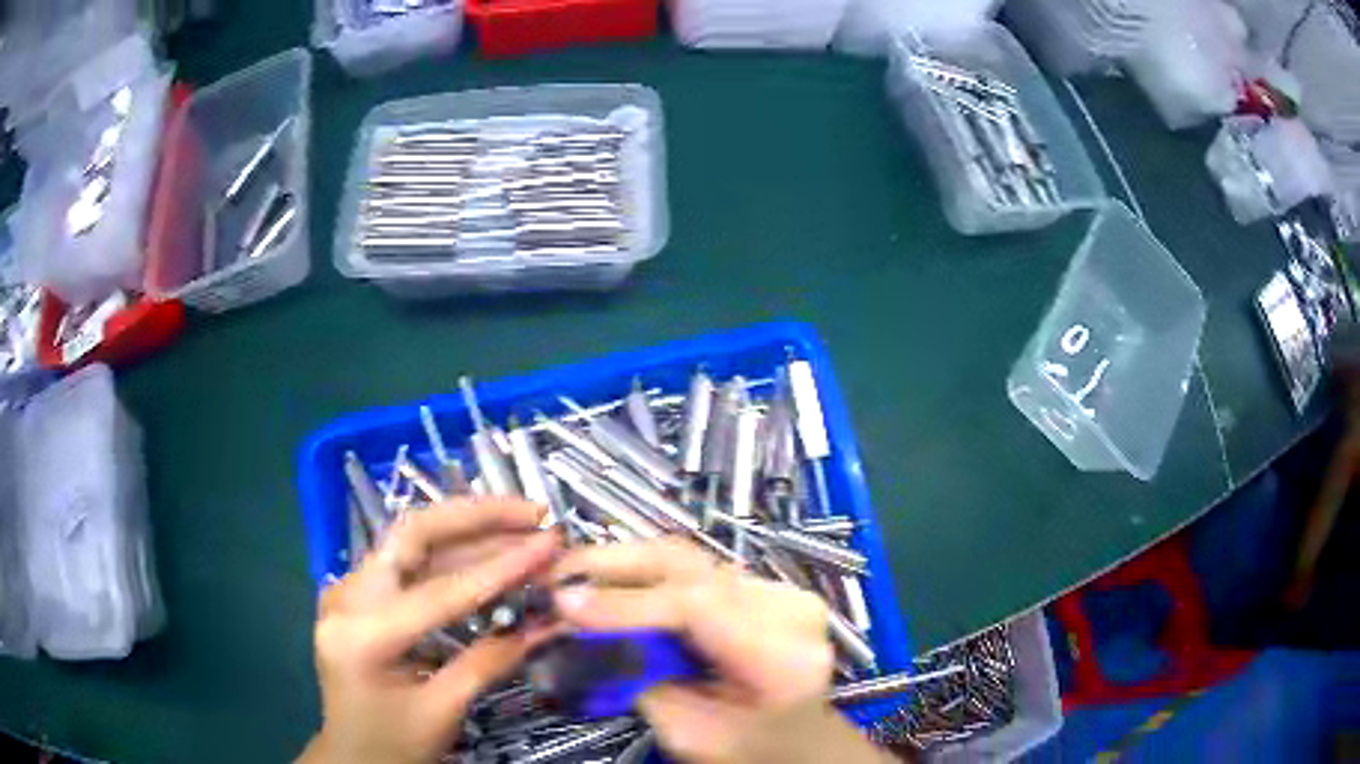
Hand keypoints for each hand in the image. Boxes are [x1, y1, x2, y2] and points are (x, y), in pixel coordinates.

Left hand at [300, 499, 559, 763]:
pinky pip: (408, 563)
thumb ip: (492, 661)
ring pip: (412, 543)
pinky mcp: (359, 594)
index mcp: (363, 635)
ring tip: (523, 527)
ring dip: (469, 532)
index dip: (502, 566)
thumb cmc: (395, 744)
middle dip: (476, 517)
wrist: (353, 755)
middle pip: (413, 535)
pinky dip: (452, 553)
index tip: (549, 541)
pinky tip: (487, 550)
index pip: (441, 591)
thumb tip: (551, 622)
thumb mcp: (445, 710)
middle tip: (532, 511)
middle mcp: (347, 597)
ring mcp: (348, 590)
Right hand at [551, 538, 891, 763]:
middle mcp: (790, 610)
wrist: (797, 739)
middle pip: (693, 568)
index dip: (625, 602)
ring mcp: (780, 591)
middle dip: (615, 564)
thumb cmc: (747, 748)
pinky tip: (610, 578)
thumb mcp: (687, 733)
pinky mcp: (764, 585)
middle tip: (556, 573)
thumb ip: (641, 680)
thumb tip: (584, 627)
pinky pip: (695, 568)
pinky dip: (646, 572)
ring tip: (572, 571)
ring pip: (690, 558)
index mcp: (784, 659)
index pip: (699, 607)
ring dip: (625, 561)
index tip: (564, 603)